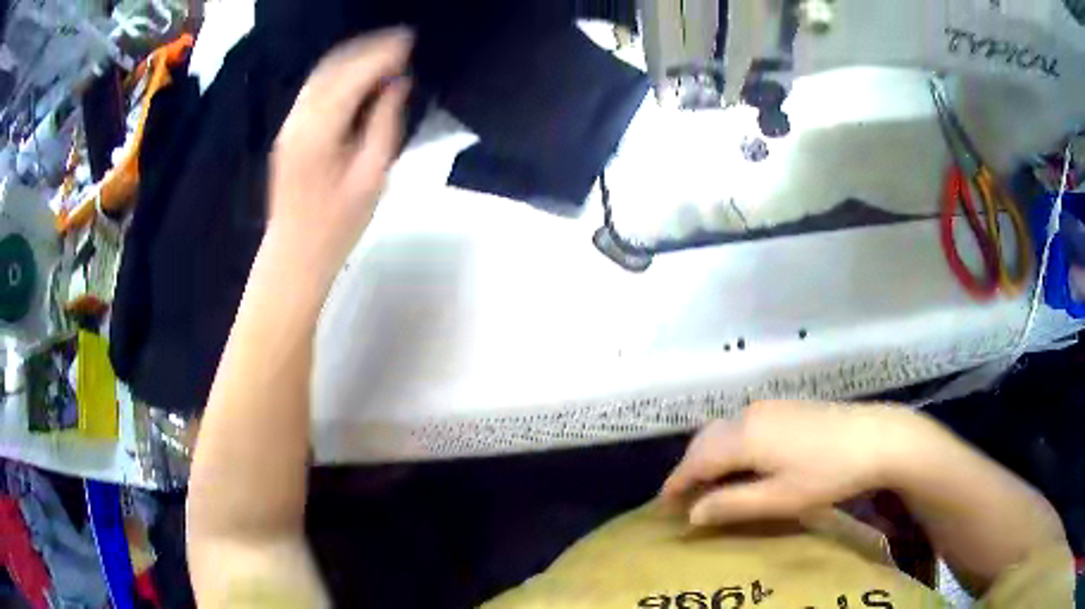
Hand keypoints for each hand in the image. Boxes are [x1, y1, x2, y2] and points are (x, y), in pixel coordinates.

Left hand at [267, 29, 412, 283]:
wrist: (295, 253)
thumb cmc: (338, 224)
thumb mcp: (372, 175)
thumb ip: (384, 123)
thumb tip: (397, 86)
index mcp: (320, 130)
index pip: (354, 75)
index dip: (383, 54)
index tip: (410, 41)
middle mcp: (299, 119)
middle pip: (333, 67)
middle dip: (368, 48)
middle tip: (402, 41)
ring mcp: (289, 124)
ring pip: (321, 75)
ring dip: (352, 58)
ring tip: (385, 53)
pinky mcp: (288, 132)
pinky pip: (314, 90)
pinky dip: (338, 74)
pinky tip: (358, 77)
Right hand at [661, 400, 919, 526]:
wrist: (876, 437)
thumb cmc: (827, 474)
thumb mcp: (779, 499)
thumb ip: (731, 505)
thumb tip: (692, 514)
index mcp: (744, 437)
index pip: (696, 460)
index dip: (677, 483)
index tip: (663, 506)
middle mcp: (750, 415)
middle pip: (705, 440)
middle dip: (689, 468)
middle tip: (684, 498)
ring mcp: (769, 407)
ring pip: (723, 429)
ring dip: (709, 455)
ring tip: (709, 484)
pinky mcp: (785, 407)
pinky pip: (741, 425)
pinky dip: (729, 445)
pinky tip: (741, 463)